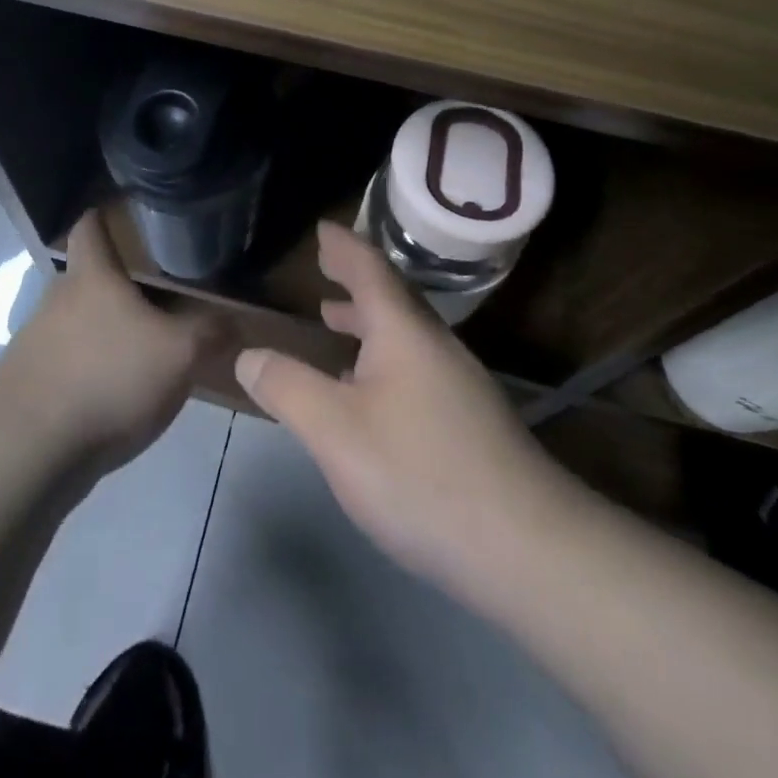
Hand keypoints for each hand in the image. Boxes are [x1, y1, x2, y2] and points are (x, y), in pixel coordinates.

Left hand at [0, 211, 223, 476]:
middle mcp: (57, 300)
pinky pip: (65, 365)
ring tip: (140, 354)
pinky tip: (113, 398)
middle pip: (86, 278)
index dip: (103, 216)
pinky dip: (88, 371)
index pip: (89, 226)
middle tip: (156, 298)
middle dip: (116, 286)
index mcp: (91, 277)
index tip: (122, 216)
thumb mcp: (180, 355)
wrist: (28, 450)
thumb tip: (234, 322)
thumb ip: (210, 333)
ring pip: (75, 324)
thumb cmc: (108, 379)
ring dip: (102, 333)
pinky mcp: (27, 385)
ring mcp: (35, 343)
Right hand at [234, 222, 560, 599]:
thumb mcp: (335, 431)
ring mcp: (459, 385)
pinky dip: (383, 357)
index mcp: (404, 332)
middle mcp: (436, 347)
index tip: (322, 229)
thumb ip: (288, 388)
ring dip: (368, 320)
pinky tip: (370, 393)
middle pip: (393, 298)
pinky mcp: (470, 422)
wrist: (527, 548)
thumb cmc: (420, 474)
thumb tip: (249, 355)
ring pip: (406, 335)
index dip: (343, 247)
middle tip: (326, 268)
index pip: (370, 270)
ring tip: (335, 319)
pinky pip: (416, 366)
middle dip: (356, 280)